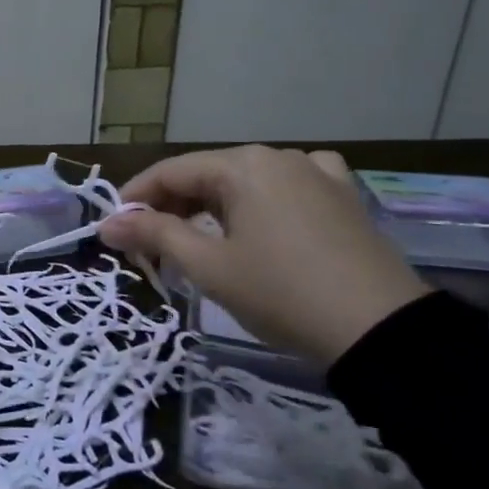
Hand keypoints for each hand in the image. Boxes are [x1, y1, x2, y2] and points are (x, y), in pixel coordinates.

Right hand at [98, 146, 429, 364]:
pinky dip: (263, 201)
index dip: (136, 198)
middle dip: (173, 206)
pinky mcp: (344, 197)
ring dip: (214, 207)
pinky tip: (264, 218)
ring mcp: (317, 173)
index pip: (170, 172)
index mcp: (241, 165)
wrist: (382, 332)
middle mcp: (278, 156)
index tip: (114, 227)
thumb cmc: (281, 293)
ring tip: (199, 241)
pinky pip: (289, 186)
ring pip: (246, 182)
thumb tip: (106, 224)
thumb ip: (153, 236)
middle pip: (207, 174)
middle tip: (151, 245)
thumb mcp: (208, 267)